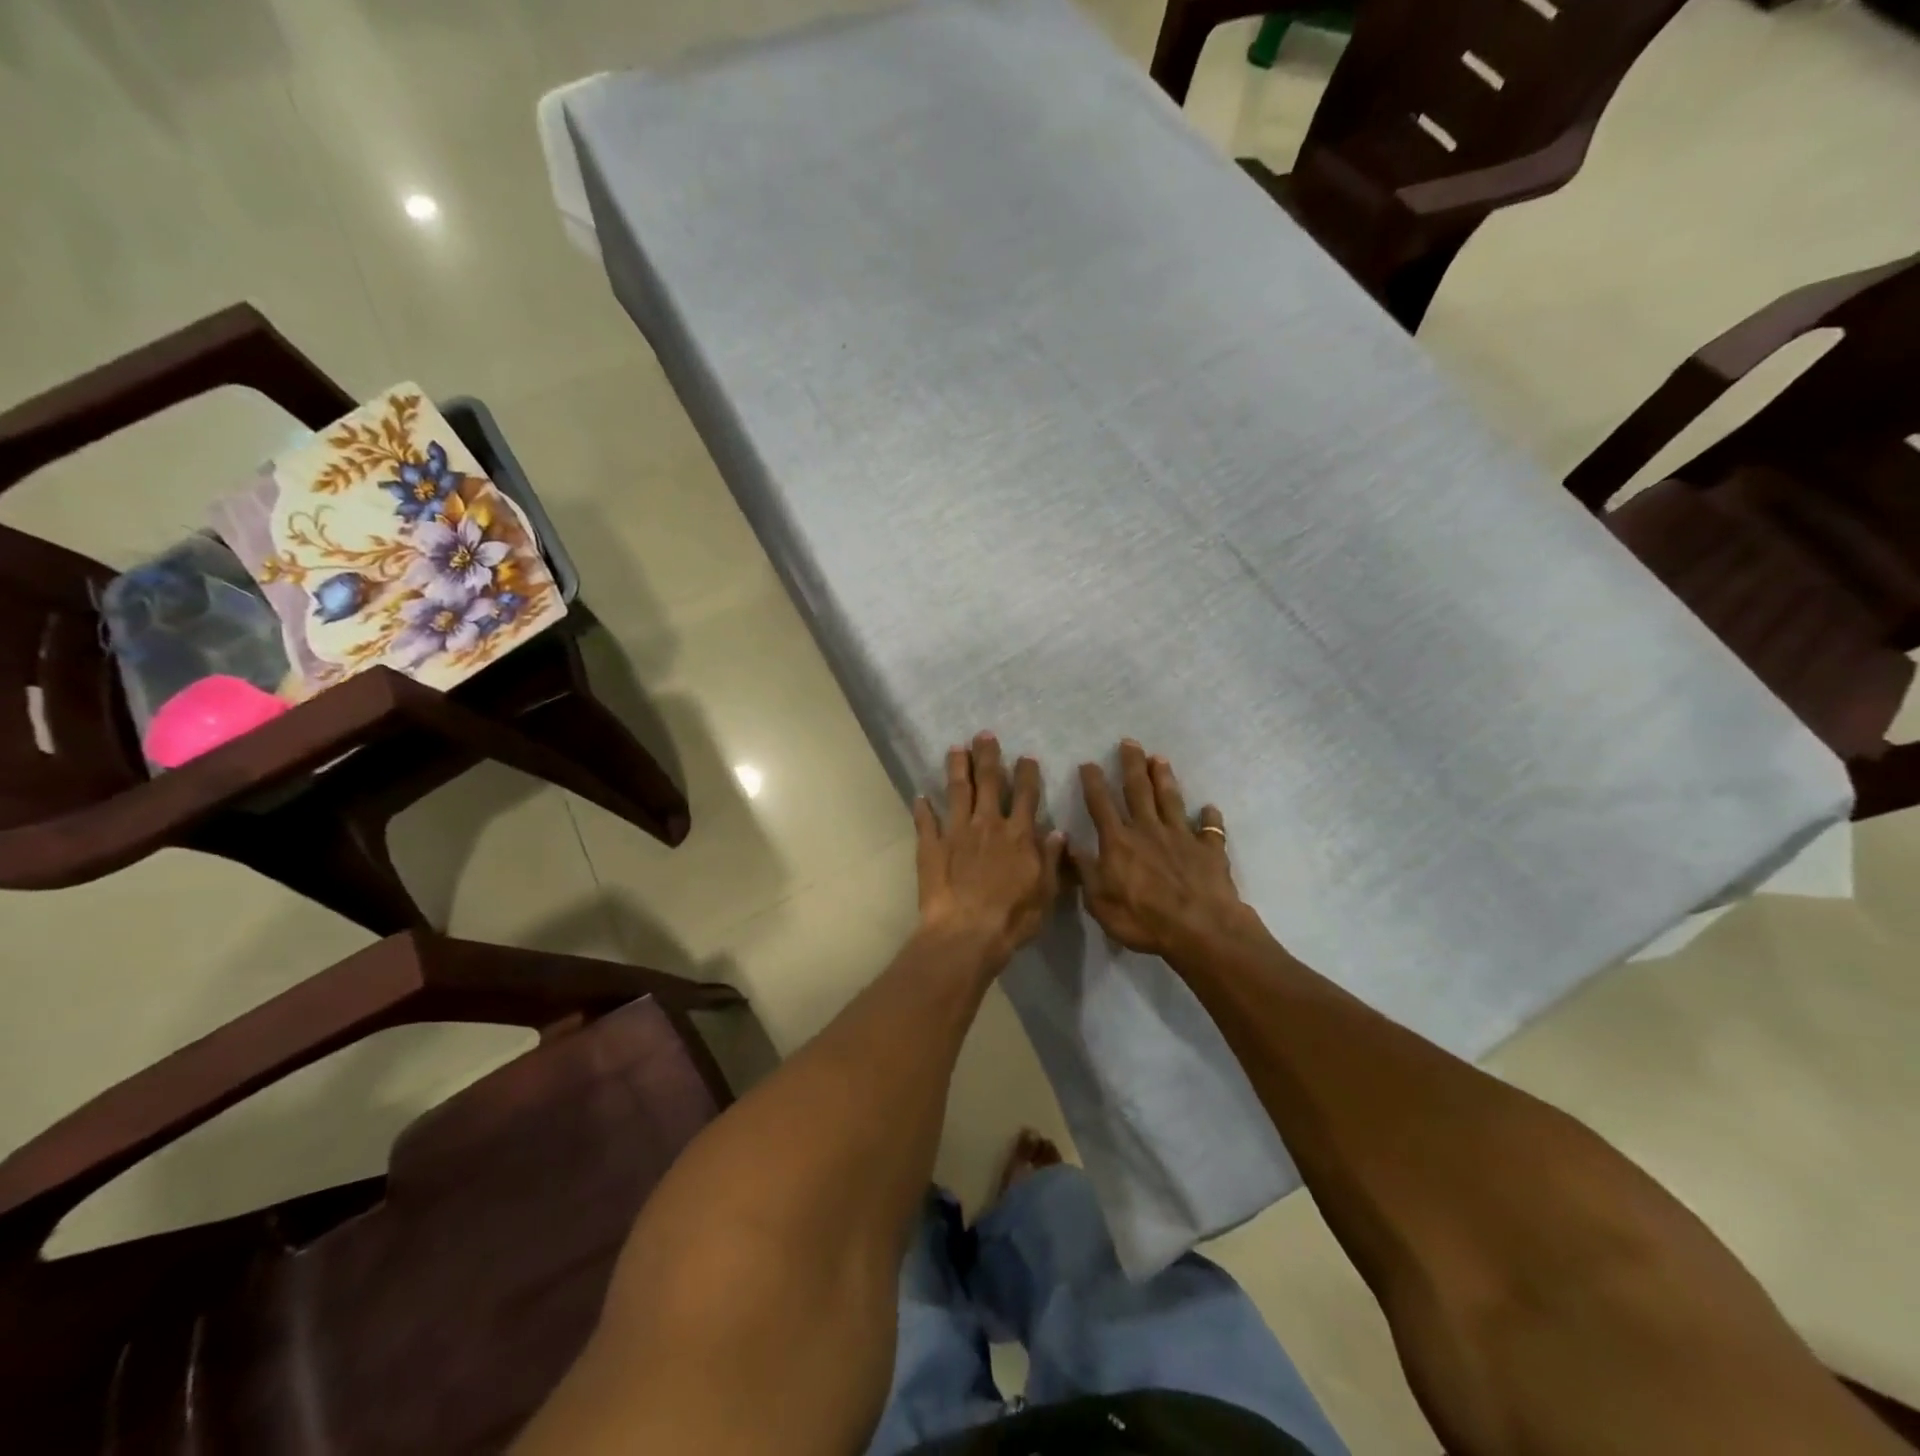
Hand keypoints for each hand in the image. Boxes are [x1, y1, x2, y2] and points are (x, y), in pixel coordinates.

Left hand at [914, 732, 1065, 970]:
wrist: (967, 932)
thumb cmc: (1013, 916)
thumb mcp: (1045, 891)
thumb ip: (1050, 859)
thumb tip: (1057, 832)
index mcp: (1018, 834)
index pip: (1025, 796)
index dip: (1026, 774)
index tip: (1026, 757)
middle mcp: (987, 825)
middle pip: (988, 782)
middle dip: (988, 756)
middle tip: (984, 734)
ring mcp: (956, 832)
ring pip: (957, 791)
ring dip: (957, 768)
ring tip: (955, 748)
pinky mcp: (931, 847)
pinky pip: (926, 822)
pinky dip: (922, 808)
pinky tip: (919, 796)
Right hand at [1073, 741, 1250, 958]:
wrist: (1200, 929)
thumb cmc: (1143, 919)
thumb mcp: (1099, 901)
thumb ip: (1084, 870)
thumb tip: (1066, 842)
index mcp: (1119, 841)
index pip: (1101, 805)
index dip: (1093, 783)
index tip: (1089, 763)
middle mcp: (1148, 830)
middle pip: (1138, 790)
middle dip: (1132, 765)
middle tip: (1130, 742)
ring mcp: (1181, 837)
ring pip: (1171, 800)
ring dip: (1164, 778)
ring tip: (1160, 758)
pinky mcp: (1209, 850)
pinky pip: (1210, 829)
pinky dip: (1210, 818)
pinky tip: (1210, 808)